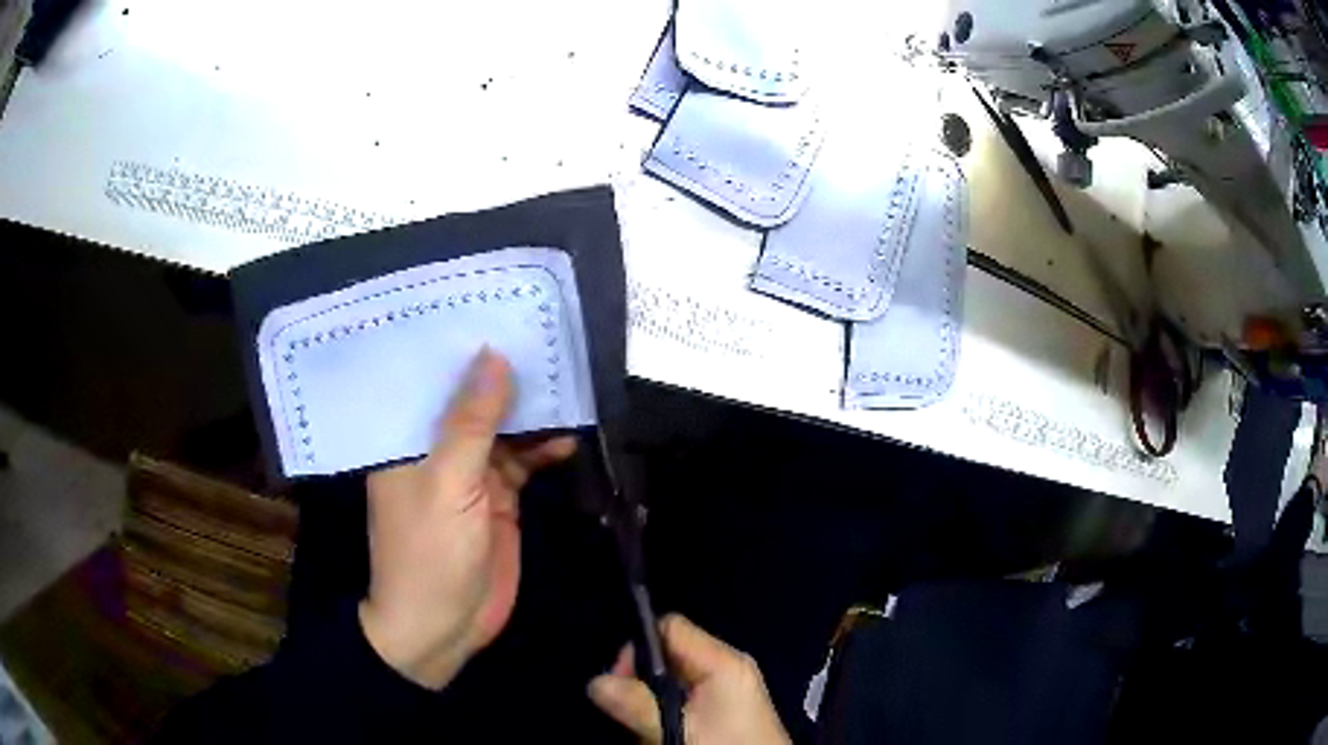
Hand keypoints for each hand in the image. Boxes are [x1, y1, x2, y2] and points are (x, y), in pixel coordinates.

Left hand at [359, 348, 576, 688]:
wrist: (444, 626)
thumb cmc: (428, 552)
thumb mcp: (448, 483)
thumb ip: (471, 422)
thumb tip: (493, 355)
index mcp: (406, 438)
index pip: (429, 378)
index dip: (457, 345)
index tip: (491, 307)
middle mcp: (435, 448)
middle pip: (471, 400)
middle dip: (504, 372)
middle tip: (543, 331)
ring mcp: (470, 474)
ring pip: (503, 429)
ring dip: (532, 411)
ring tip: (566, 377)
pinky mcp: (499, 498)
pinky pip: (524, 462)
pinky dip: (545, 450)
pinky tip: (570, 437)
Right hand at [588, 614, 790, 744]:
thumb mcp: (677, 729)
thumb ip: (637, 704)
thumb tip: (596, 682)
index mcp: (722, 660)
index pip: (671, 627)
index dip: (639, 647)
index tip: (620, 679)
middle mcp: (728, 665)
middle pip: (671, 653)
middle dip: (643, 678)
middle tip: (630, 710)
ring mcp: (732, 686)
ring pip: (677, 678)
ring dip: (654, 699)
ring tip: (649, 727)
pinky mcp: (731, 706)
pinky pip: (690, 695)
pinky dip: (671, 709)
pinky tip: (667, 731)